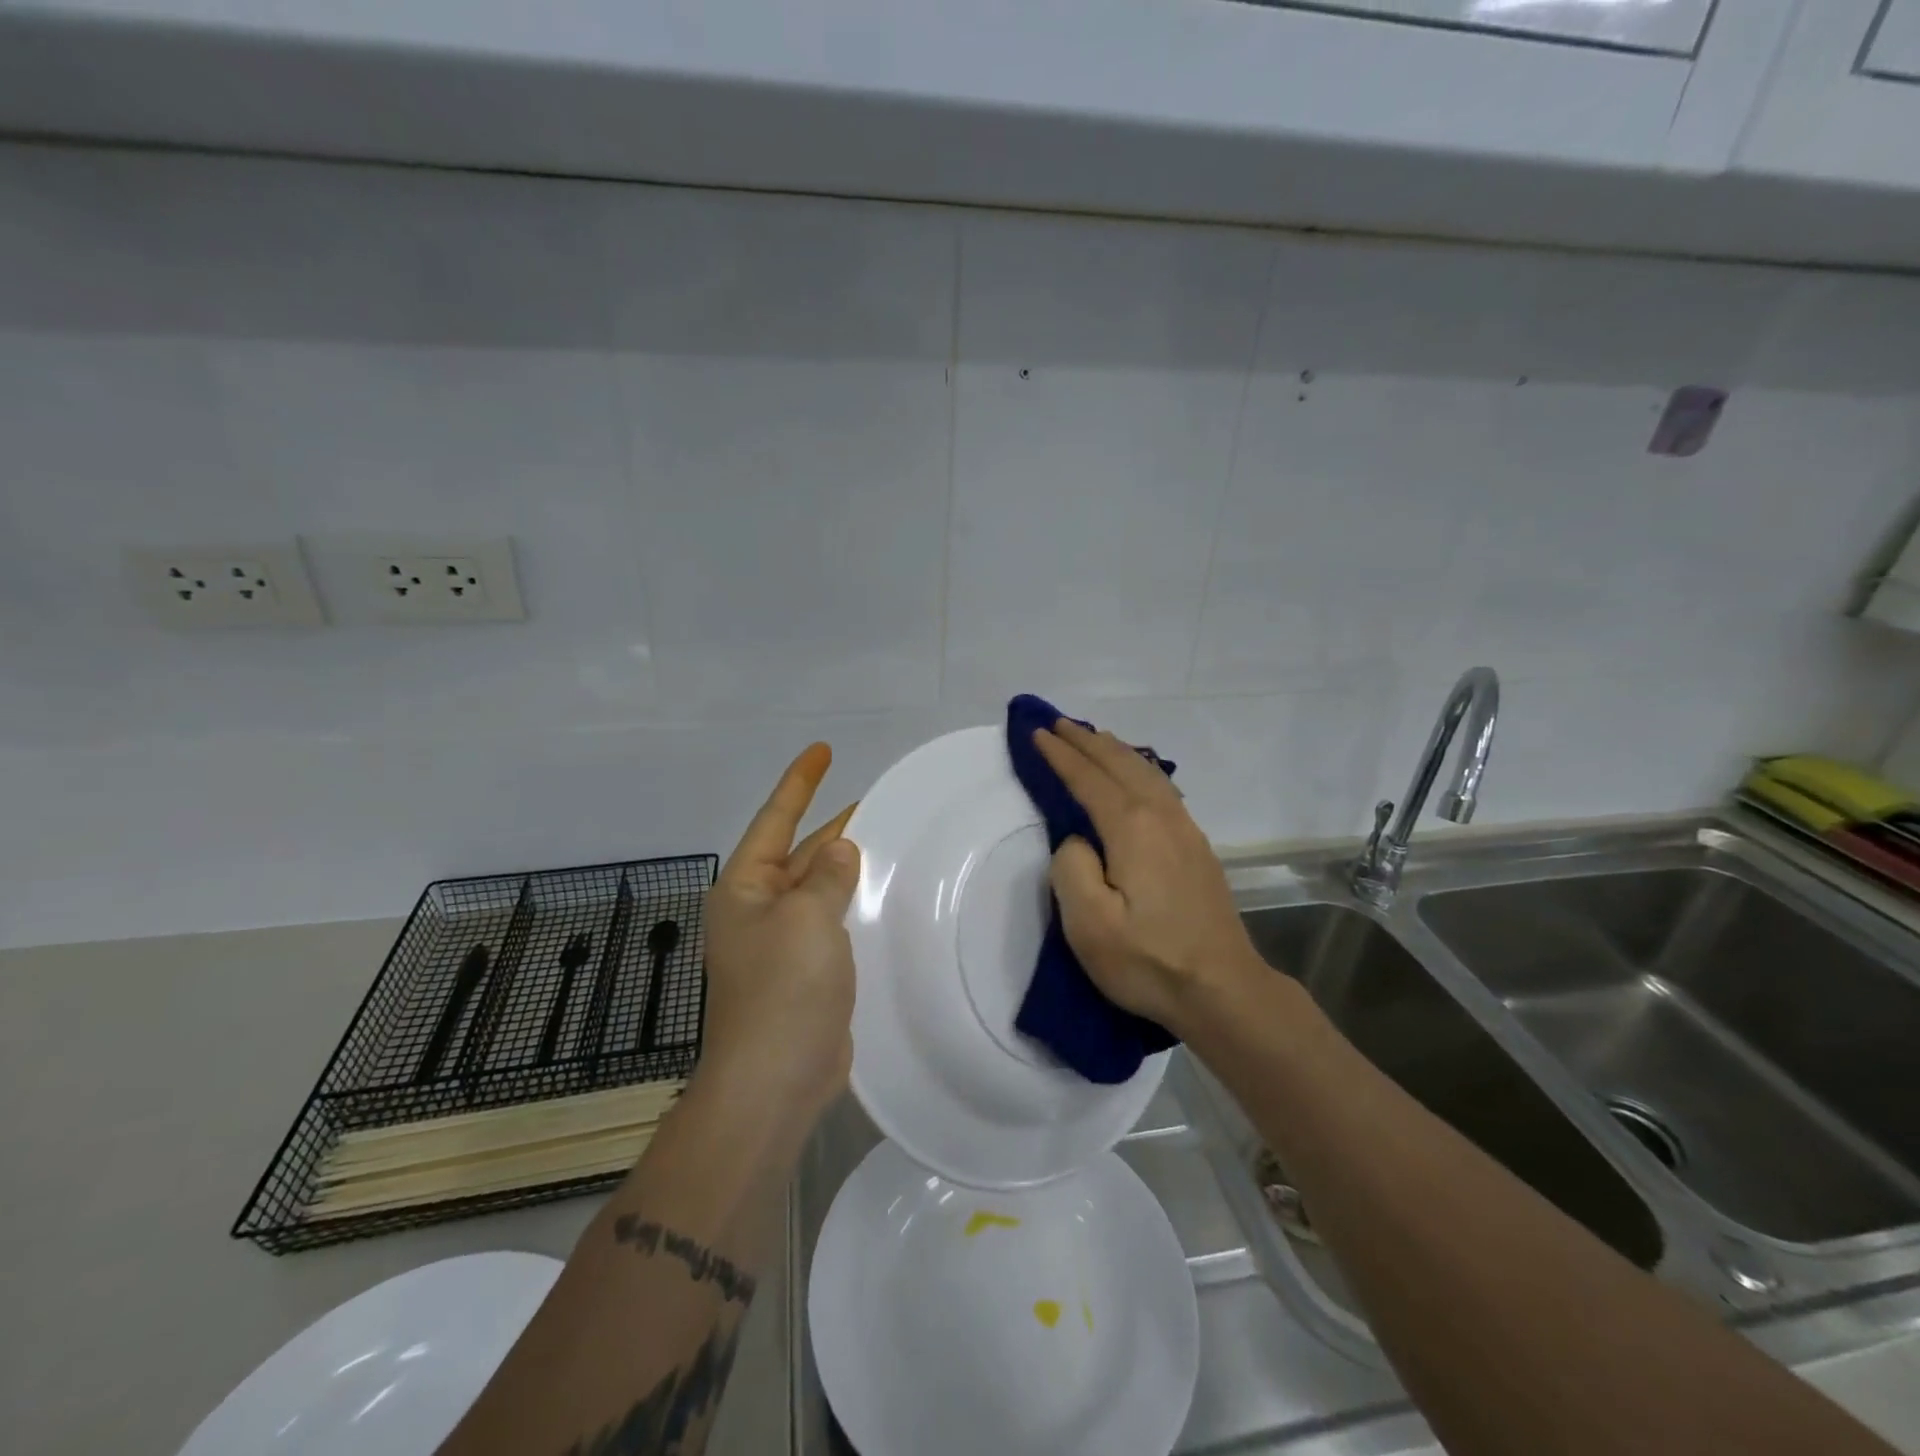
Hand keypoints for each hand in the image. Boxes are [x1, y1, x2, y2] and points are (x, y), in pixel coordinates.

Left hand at [699, 743, 859, 1122]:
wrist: (775, 1080)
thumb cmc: (784, 987)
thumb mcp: (807, 917)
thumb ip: (826, 875)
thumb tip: (839, 850)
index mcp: (744, 889)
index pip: (775, 820)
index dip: (800, 782)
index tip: (823, 750)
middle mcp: (757, 911)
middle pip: (798, 853)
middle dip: (832, 828)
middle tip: (876, 803)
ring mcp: (781, 945)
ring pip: (818, 890)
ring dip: (846, 868)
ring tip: (888, 843)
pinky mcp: (805, 974)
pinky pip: (831, 925)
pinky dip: (853, 907)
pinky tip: (884, 899)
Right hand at [1033, 719, 1261, 1032]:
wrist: (1223, 990)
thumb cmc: (1149, 960)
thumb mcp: (1089, 924)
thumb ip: (1071, 868)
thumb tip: (1078, 840)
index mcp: (1132, 828)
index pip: (1088, 779)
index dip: (1060, 755)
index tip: (1037, 733)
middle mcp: (1162, 817)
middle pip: (1120, 765)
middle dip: (1086, 741)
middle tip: (1058, 724)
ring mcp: (1185, 830)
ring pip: (1146, 772)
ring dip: (1115, 750)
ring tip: (1094, 737)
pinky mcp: (1197, 848)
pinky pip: (1162, 787)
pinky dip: (1139, 768)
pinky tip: (1138, 775)